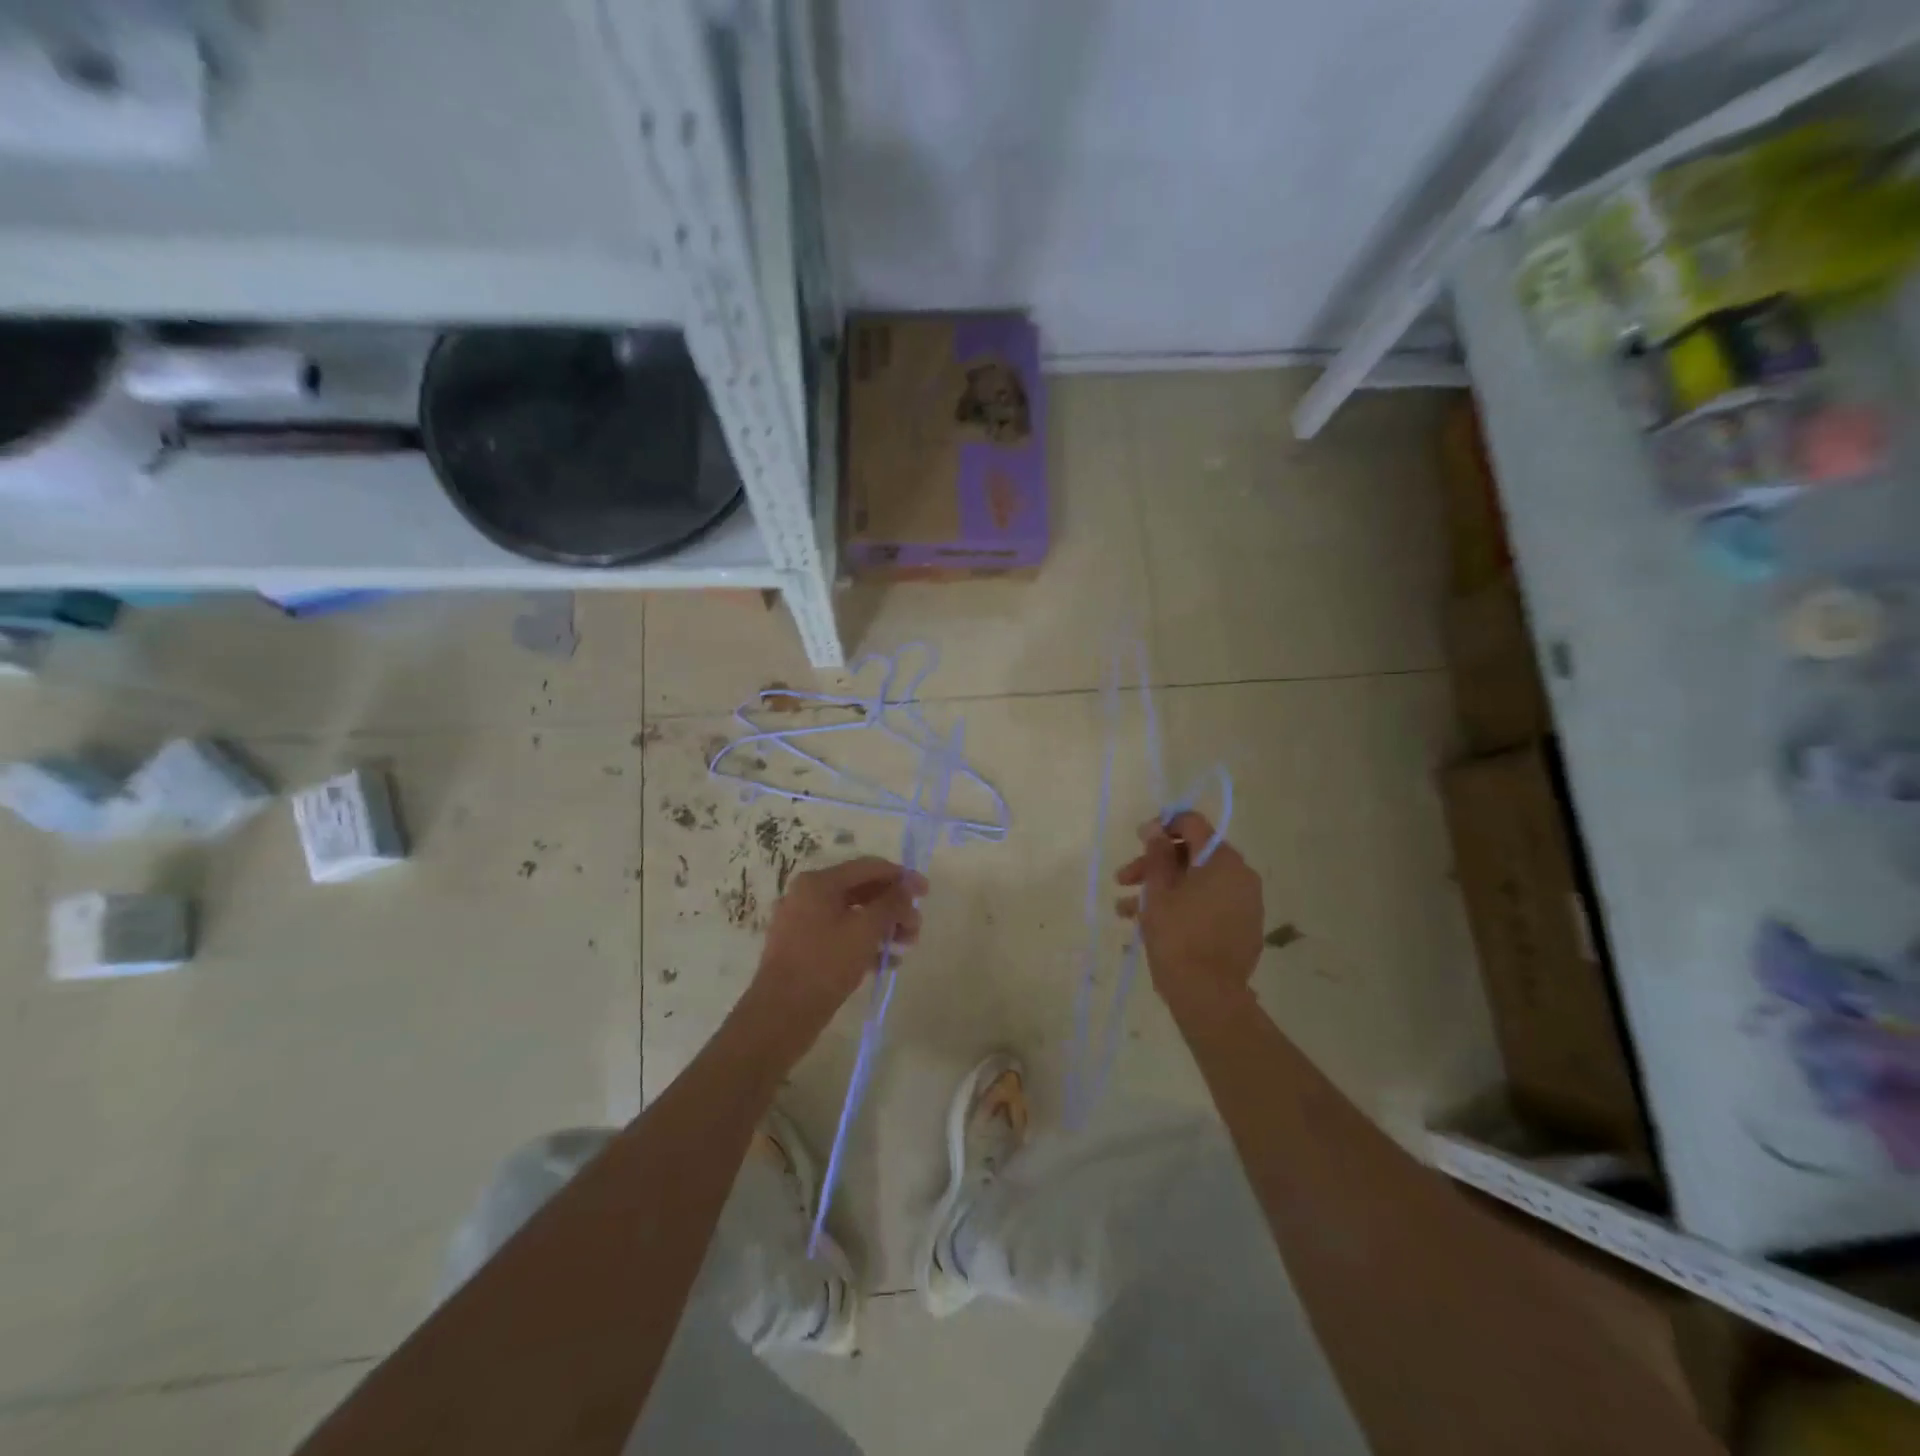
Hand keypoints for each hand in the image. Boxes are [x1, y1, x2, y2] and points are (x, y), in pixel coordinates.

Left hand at [742, 856, 926, 1053]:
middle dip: (893, 907)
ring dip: (883, 926)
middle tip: (916, 928)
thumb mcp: (865, 930)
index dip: (901, 877)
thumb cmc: (825, 964)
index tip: (926, 893)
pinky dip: (865, 942)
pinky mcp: (804, 947)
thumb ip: (891, 903)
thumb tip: (909, 885)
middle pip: (862, 890)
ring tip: (906, 946)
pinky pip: (841, 934)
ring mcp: (803, 922)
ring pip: (853, 914)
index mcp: (818, 882)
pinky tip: (887, 962)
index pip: (869, 867)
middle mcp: (808, 895)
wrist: (780, 1015)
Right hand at [1115, 811, 1262, 1007]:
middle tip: (1123, 879)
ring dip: (1161, 889)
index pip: (1193, 824)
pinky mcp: (1243, 928)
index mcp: (1223, 861)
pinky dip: (1182, 906)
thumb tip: (1155, 828)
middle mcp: (1241, 876)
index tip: (1139, 841)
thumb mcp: (1158, 891)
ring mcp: (1245, 904)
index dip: (1162, 826)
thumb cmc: (1178, 936)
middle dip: (1155, 864)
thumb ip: (1157, 854)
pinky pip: (1208, 904)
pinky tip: (1149, 924)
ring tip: (1125, 910)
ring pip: (1197, 883)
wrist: (1208, 997)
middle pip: (1192, 855)